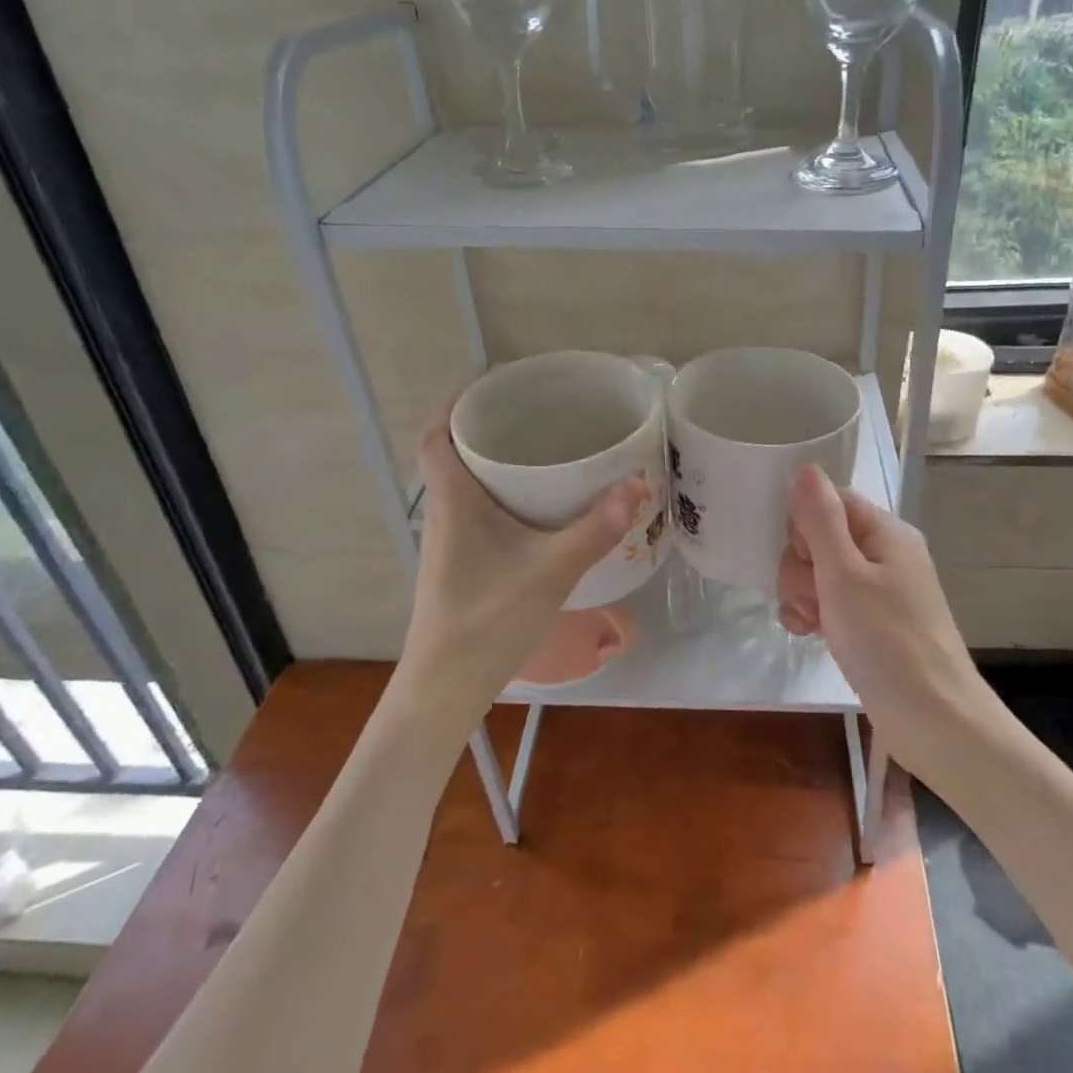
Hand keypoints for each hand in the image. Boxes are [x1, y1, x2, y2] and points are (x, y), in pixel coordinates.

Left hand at [399, 402, 649, 727]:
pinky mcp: (459, 565)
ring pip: (465, 486)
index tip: (490, 385)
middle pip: (452, 455)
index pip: (435, 435)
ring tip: (541, 452)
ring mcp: (448, 543)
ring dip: (493, 465)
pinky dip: (501, 498)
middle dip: (486, 429)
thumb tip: (636, 482)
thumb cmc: (489, 618)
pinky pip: (476, 513)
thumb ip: (595, 528)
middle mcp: (443, 513)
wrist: (446, 687)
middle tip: (533, 415)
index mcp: (453, 500)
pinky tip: (538, 512)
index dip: (454, 404)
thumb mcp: (552, 570)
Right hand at [776, 465, 986, 765]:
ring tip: (813, 623)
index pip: (829, 501)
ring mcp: (878, 590)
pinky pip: (829, 601)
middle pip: (819, 537)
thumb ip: (820, 520)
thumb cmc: (887, 641)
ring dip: (802, 594)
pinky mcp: (871, 622)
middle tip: (814, 600)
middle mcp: (884, 554)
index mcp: (885, 532)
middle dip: (801, 567)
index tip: (807, 560)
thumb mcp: (844, 575)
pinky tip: (809, 634)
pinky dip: (814, 614)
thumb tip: (805, 469)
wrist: (933, 721)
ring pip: (818, 572)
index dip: (804, 527)